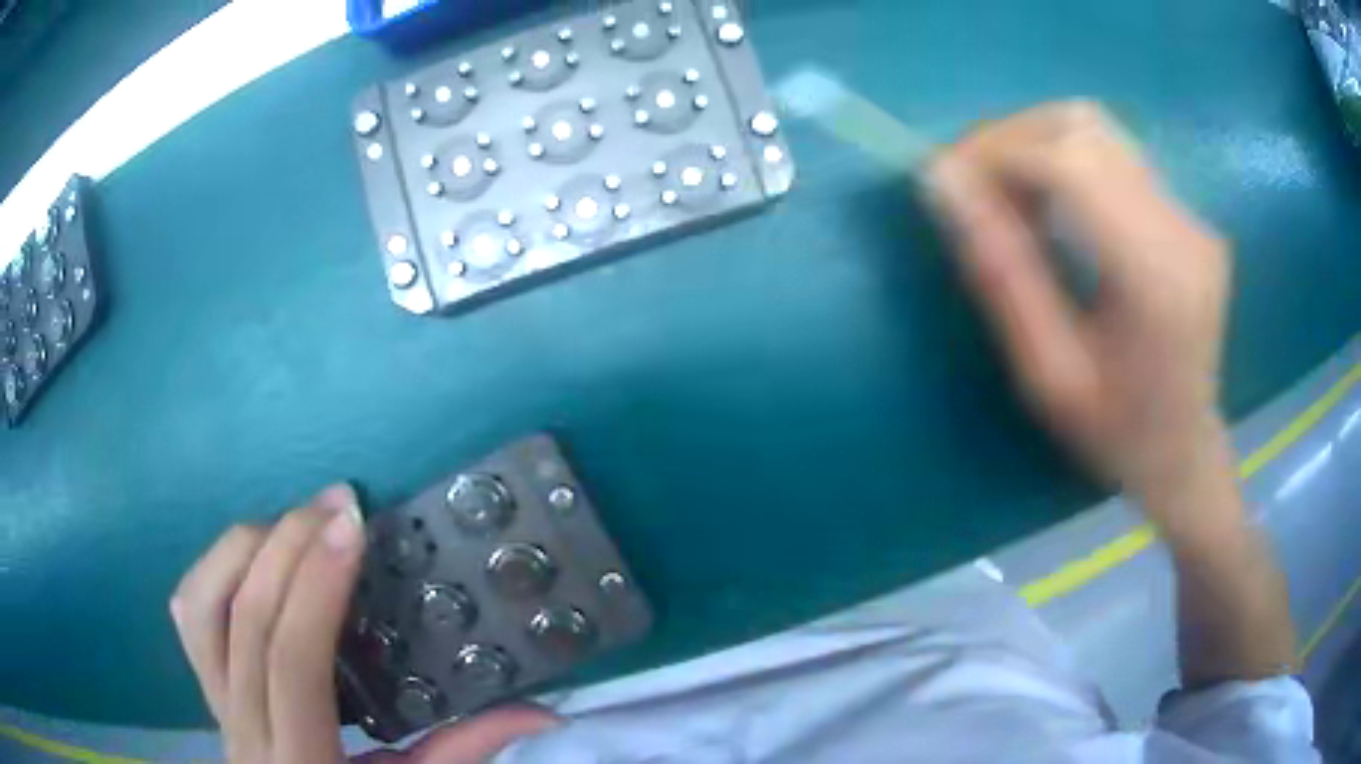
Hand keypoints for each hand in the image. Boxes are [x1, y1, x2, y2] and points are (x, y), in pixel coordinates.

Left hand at [170, 484, 557, 762]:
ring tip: (292, 526)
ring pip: (200, 605)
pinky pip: (189, 614)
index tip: (351, 526)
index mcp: (301, 759)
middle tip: (334, 504)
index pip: (293, 663)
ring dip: (243, 549)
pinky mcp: (206, 687)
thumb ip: (466, 751)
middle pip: (243, 620)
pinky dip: (215, 568)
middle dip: (288, 547)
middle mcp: (244, 728)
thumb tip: (545, 711)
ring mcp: (214, 704)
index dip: (315, 588)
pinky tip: (254, 556)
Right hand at [926, 101, 1231, 498]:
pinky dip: (1064, 160)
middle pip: (1080, 128)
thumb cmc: (1116, 436)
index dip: (995, 153)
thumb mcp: (1047, 376)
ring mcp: (1190, 216)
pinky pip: (1113, 154)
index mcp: (1156, 279)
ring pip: (1096, 129)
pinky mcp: (1186, 213)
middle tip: (973, 190)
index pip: (1068, 164)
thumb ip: (1000, 274)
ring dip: (1034, 143)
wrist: (1186, 452)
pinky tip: (1051, 206)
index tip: (945, 180)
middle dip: (1009, 140)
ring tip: (1009, 196)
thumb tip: (941, 184)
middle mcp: (1181, 229)